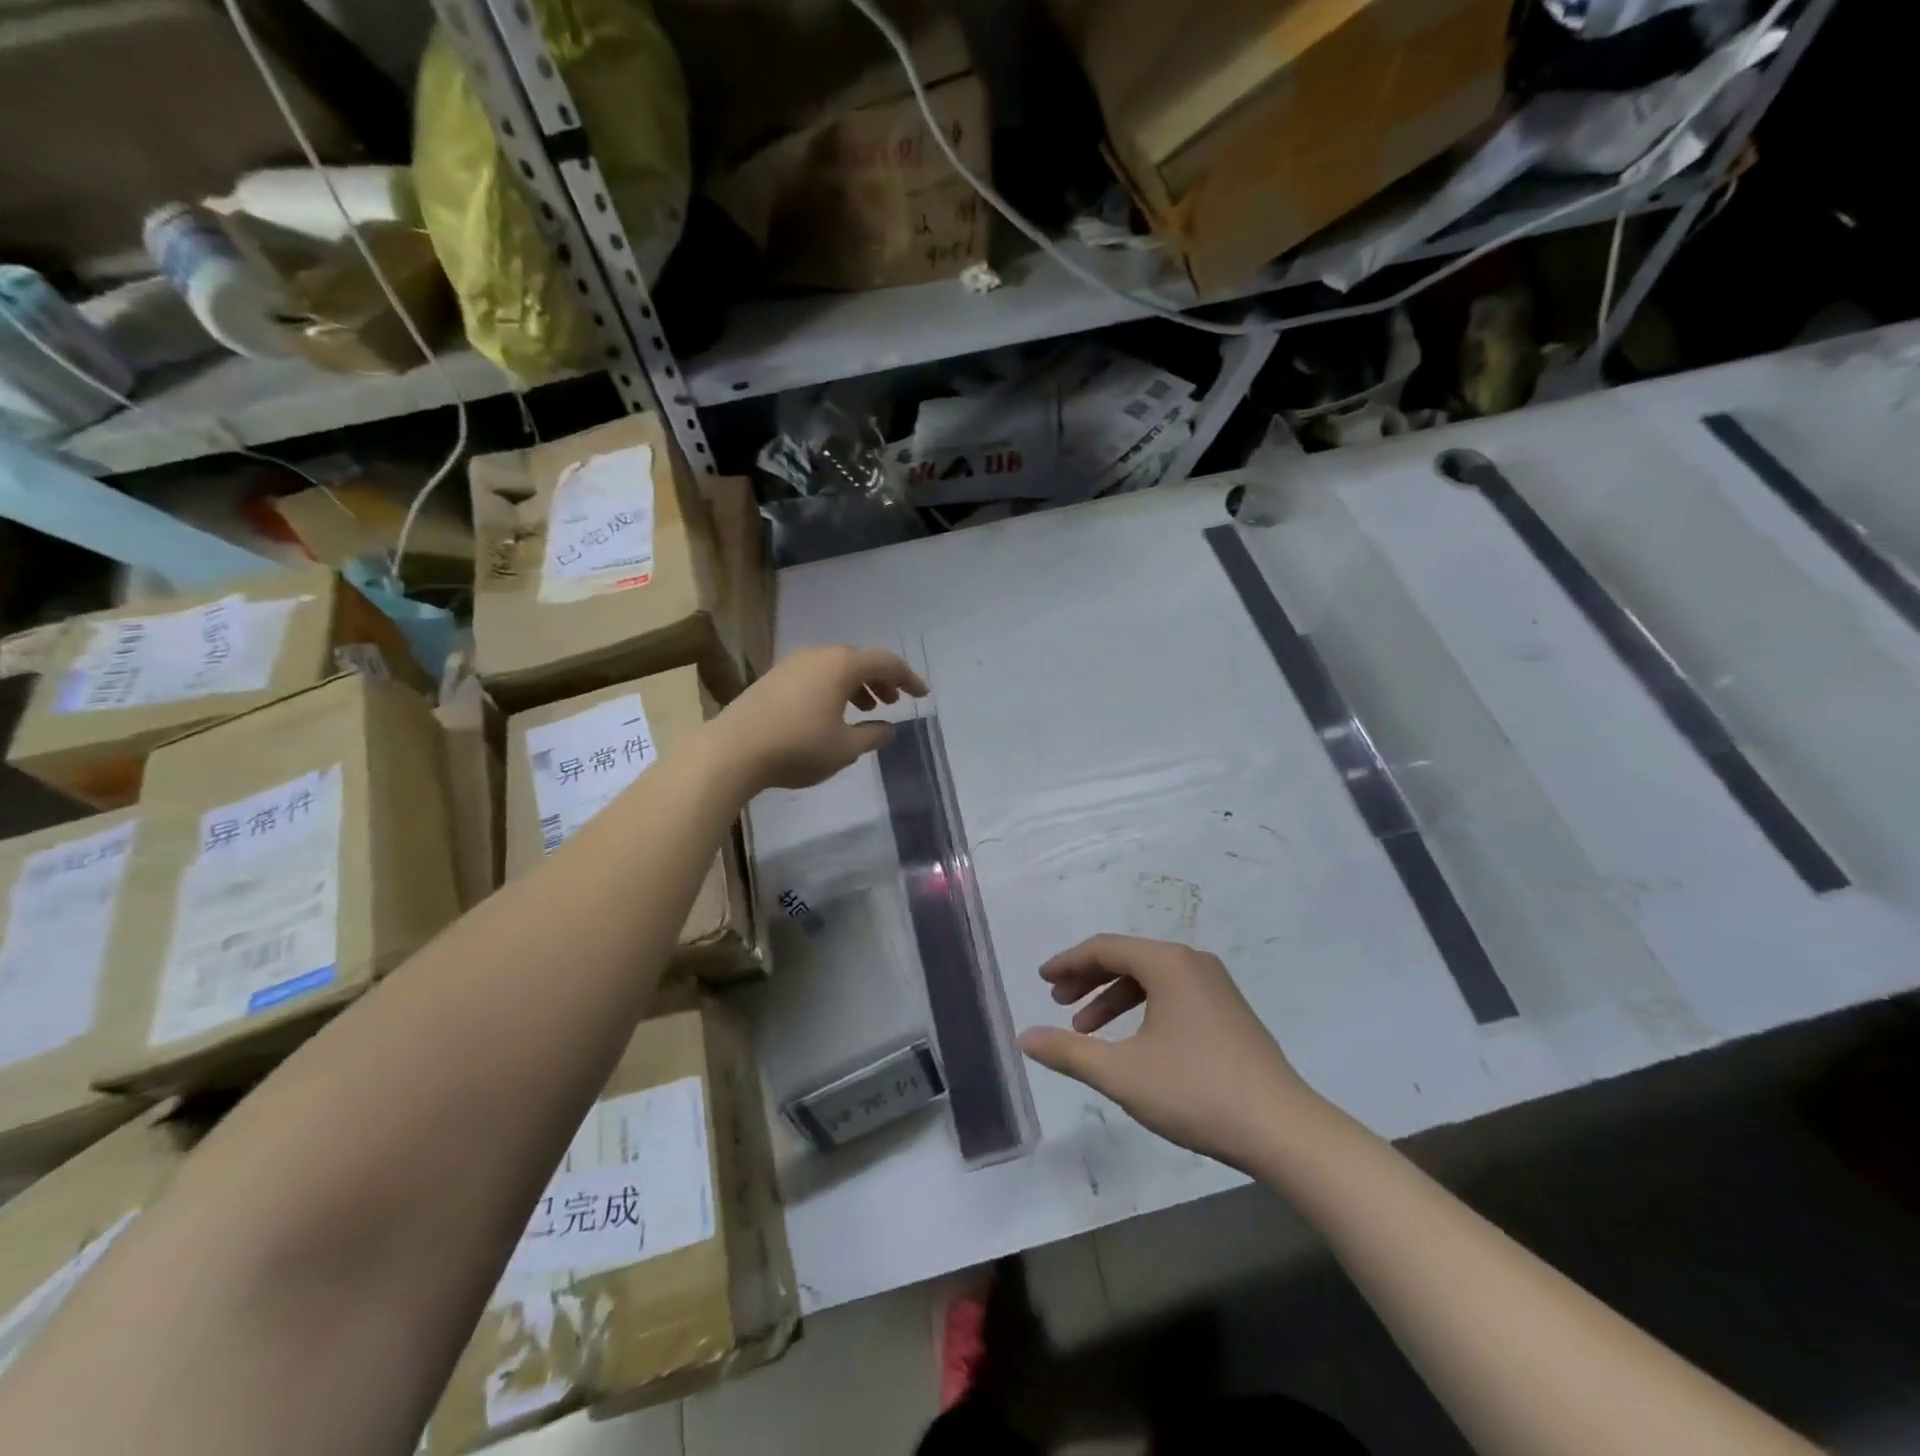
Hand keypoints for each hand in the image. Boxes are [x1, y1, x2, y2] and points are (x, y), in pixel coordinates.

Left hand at [713, 646, 927, 790]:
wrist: (733, 750)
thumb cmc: (798, 748)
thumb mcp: (845, 749)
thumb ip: (872, 736)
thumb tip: (887, 728)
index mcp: (842, 666)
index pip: (886, 663)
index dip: (908, 678)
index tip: (922, 694)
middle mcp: (818, 656)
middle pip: (859, 660)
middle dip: (880, 680)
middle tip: (892, 703)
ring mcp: (792, 664)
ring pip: (835, 667)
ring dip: (856, 685)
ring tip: (866, 710)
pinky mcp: (774, 678)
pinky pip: (816, 675)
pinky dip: (833, 688)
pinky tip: (831, 713)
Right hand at [1018, 935, 1320, 1170]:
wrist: (1282, 1129)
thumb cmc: (1195, 1091)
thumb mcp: (1121, 1073)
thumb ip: (1068, 1052)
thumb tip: (1024, 1036)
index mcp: (1167, 963)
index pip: (1105, 948)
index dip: (1068, 962)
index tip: (1041, 979)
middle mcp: (1192, 962)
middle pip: (1128, 958)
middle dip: (1088, 979)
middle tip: (1058, 1002)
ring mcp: (1215, 986)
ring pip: (1151, 978)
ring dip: (1113, 998)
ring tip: (1086, 1029)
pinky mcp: (1229, 1011)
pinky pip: (1173, 994)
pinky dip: (1143, 1009)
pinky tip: (1131, 1042)